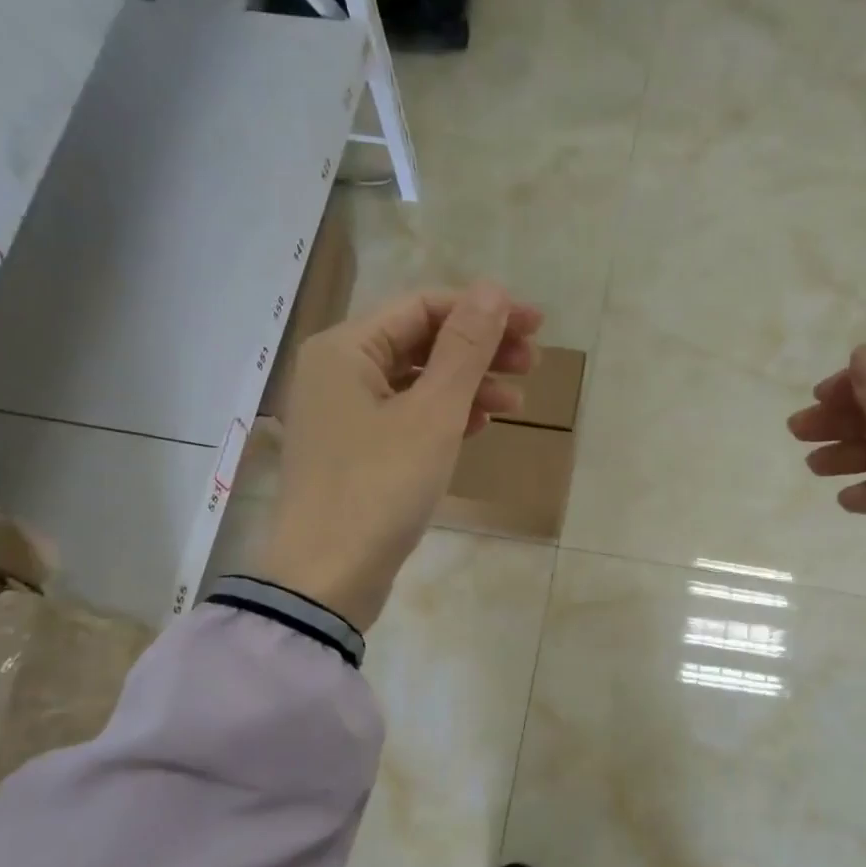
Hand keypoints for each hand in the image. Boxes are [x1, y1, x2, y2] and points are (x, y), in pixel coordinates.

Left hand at [255, 285, 542, 630]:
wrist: (328, 578)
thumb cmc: (380, 488)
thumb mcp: (433, 414)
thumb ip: (465, 348)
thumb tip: (493, 288)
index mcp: (345, 348)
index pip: (423, 307)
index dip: (484, 311)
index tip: (536, 326)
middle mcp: (337, 372)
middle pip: (419, 342)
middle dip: (479, 351)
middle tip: (532, 366)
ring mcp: (343, 415)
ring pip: (416, 383)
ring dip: (467, 387)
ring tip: (515, 407)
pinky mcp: (354, 452)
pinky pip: (406, 417)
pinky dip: (443, 418)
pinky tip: (478, 428)